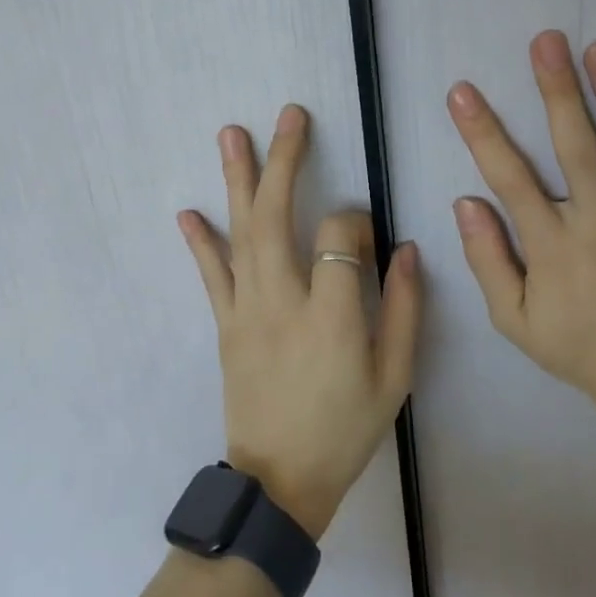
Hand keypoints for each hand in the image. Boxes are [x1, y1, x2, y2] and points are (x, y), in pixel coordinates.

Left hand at [178, 105, 420, 539]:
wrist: (280, 481)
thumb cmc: (346, 428)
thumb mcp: (395, 377)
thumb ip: (406, 310)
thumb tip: (407, 249)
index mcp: (333, 316)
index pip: (340, 238)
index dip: (356, 221)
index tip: (367, 230)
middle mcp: (283, 302)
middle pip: (279, 218)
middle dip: (285, 161)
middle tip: (289, 115)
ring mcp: (247, 311)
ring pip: (241, 234)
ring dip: (237, 181)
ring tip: (231, 133)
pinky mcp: (226, 325)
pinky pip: (211, 276)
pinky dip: (200, 242)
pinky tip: (188, 211)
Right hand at [447, 31, 595, 409]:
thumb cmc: (576, 346)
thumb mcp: (513, 320)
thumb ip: (489, 260)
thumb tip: (465, 202)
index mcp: (553, 247)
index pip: (510, 179)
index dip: (483, 133)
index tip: (463, 92)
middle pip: (576, 149)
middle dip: (558, 92)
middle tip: (548, 41)